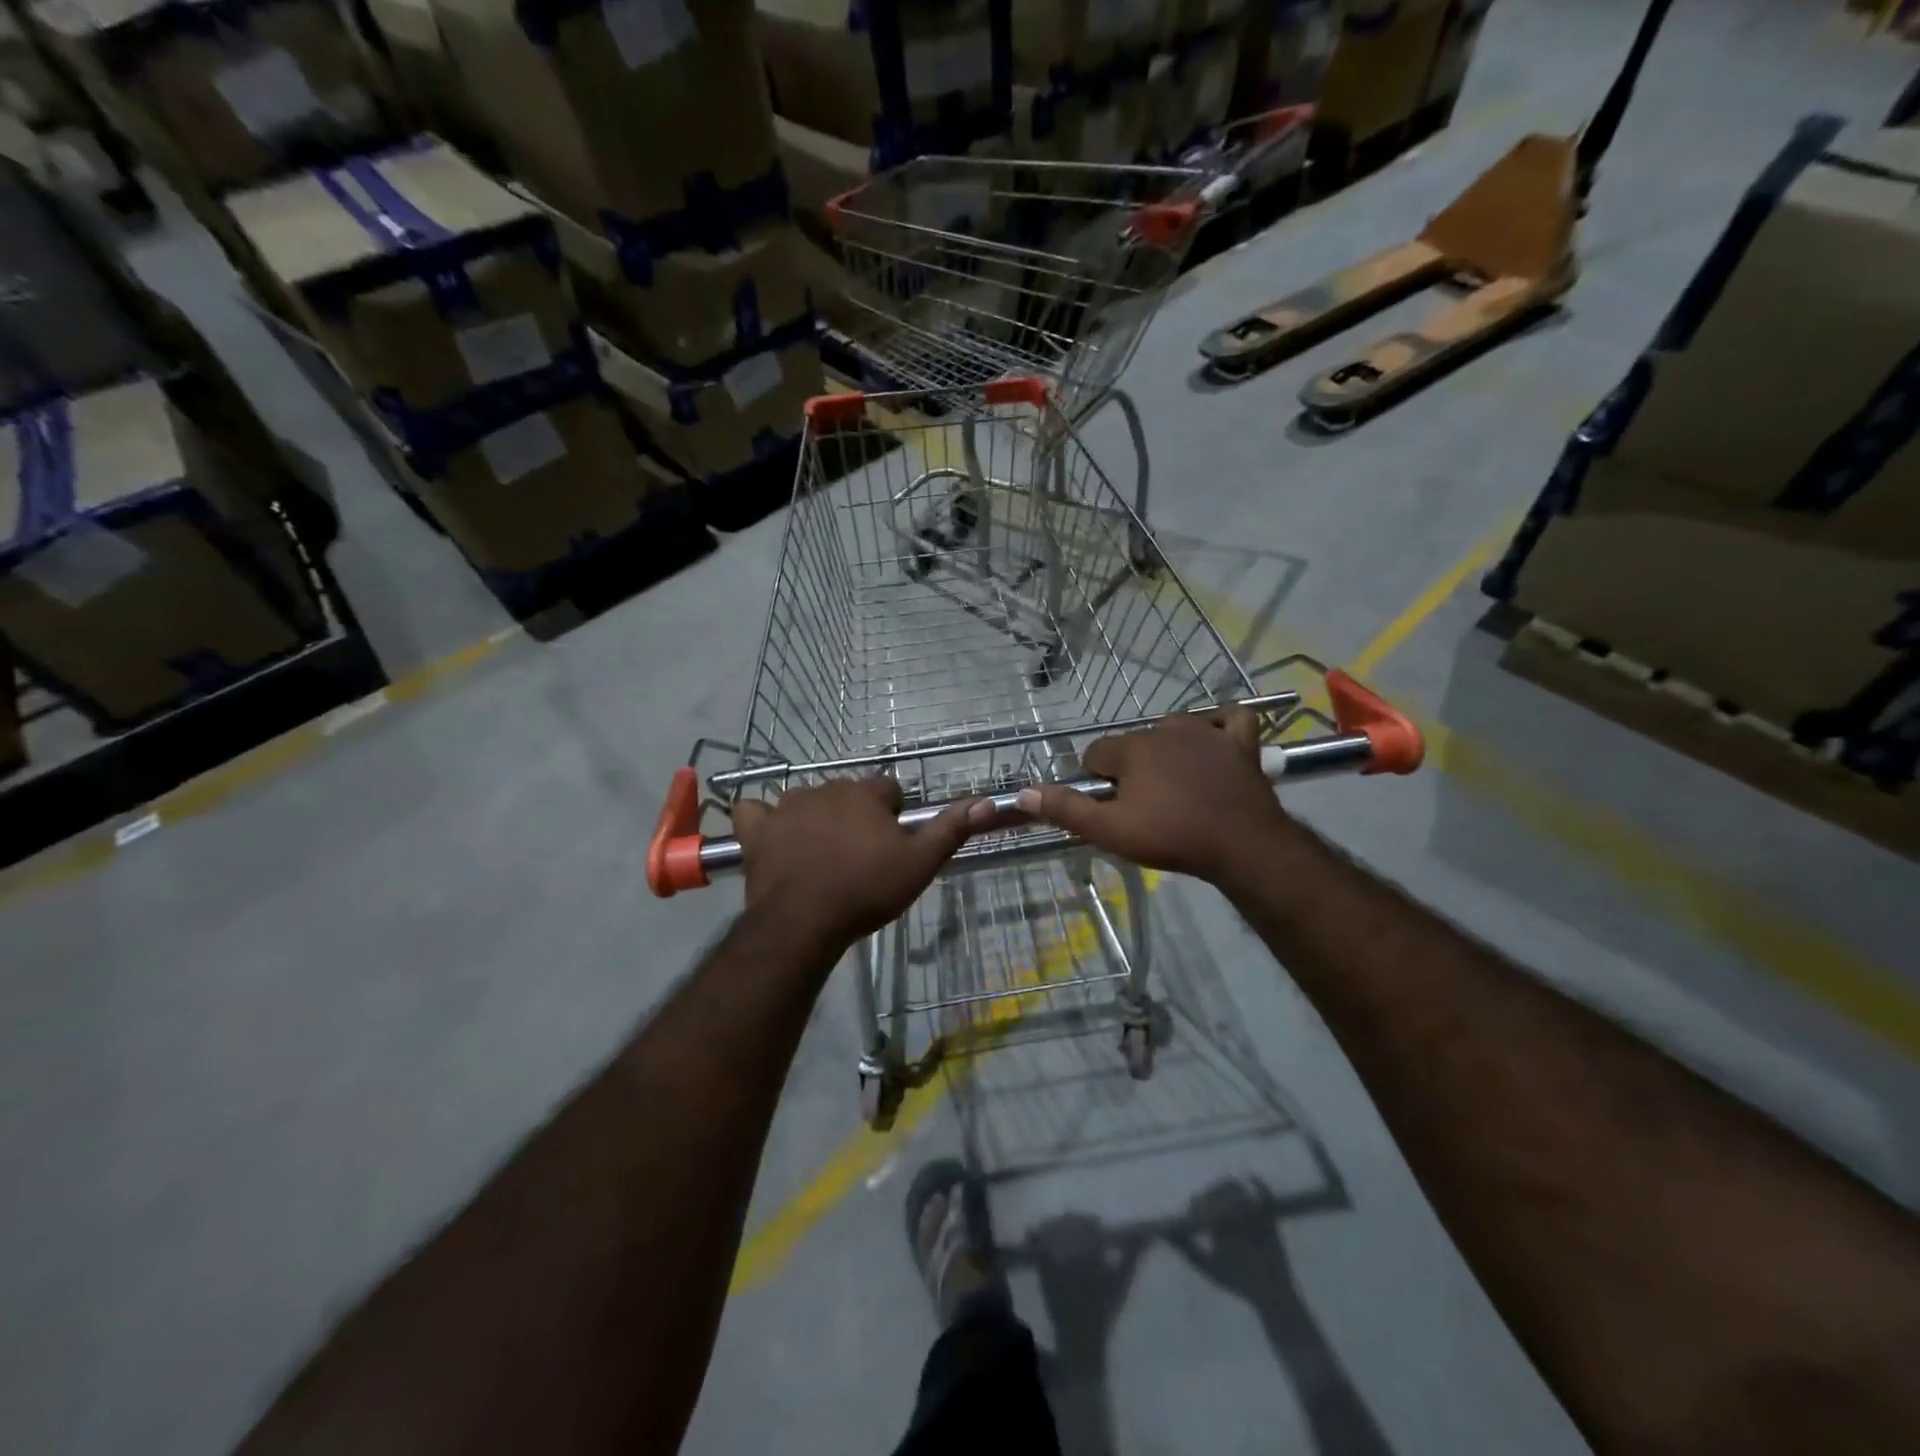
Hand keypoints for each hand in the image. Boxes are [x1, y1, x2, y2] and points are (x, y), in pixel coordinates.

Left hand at [732, 777, 992, 950]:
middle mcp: (825, 788)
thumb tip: (986, 801)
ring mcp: (786, 807)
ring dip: (815, 818)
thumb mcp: (919, 864)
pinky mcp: (756, 830)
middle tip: (861, 856)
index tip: (892, 843)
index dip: (894, 814)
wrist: (804, 922)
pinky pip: (755, 811)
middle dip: (856, 816)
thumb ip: (951, 829)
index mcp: (864, 794)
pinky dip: (762, 820)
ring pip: (806, 801)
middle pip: (848, 794)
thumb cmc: (866, 891)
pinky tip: (771, 837)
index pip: (888, 788)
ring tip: (821, 856)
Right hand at [1013, 709, 1293, 887]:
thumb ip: (1067, 809)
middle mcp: (1164, 729)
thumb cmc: (1172, 837)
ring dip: (1168, 751)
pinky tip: (1216, 744)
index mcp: (1131, 748)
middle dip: (1131, 770)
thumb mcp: (1111, 831)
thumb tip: (1024, 794)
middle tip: (1144, 808)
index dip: (1097, 782)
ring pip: (1174, 730)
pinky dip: (1222, 728)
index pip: (1095, 754)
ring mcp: (1206, 732)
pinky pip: (1230, 720)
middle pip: (1132, 743)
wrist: (1243, 845)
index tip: (1111, 808)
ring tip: (1175, 787)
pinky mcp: (1240, 743)